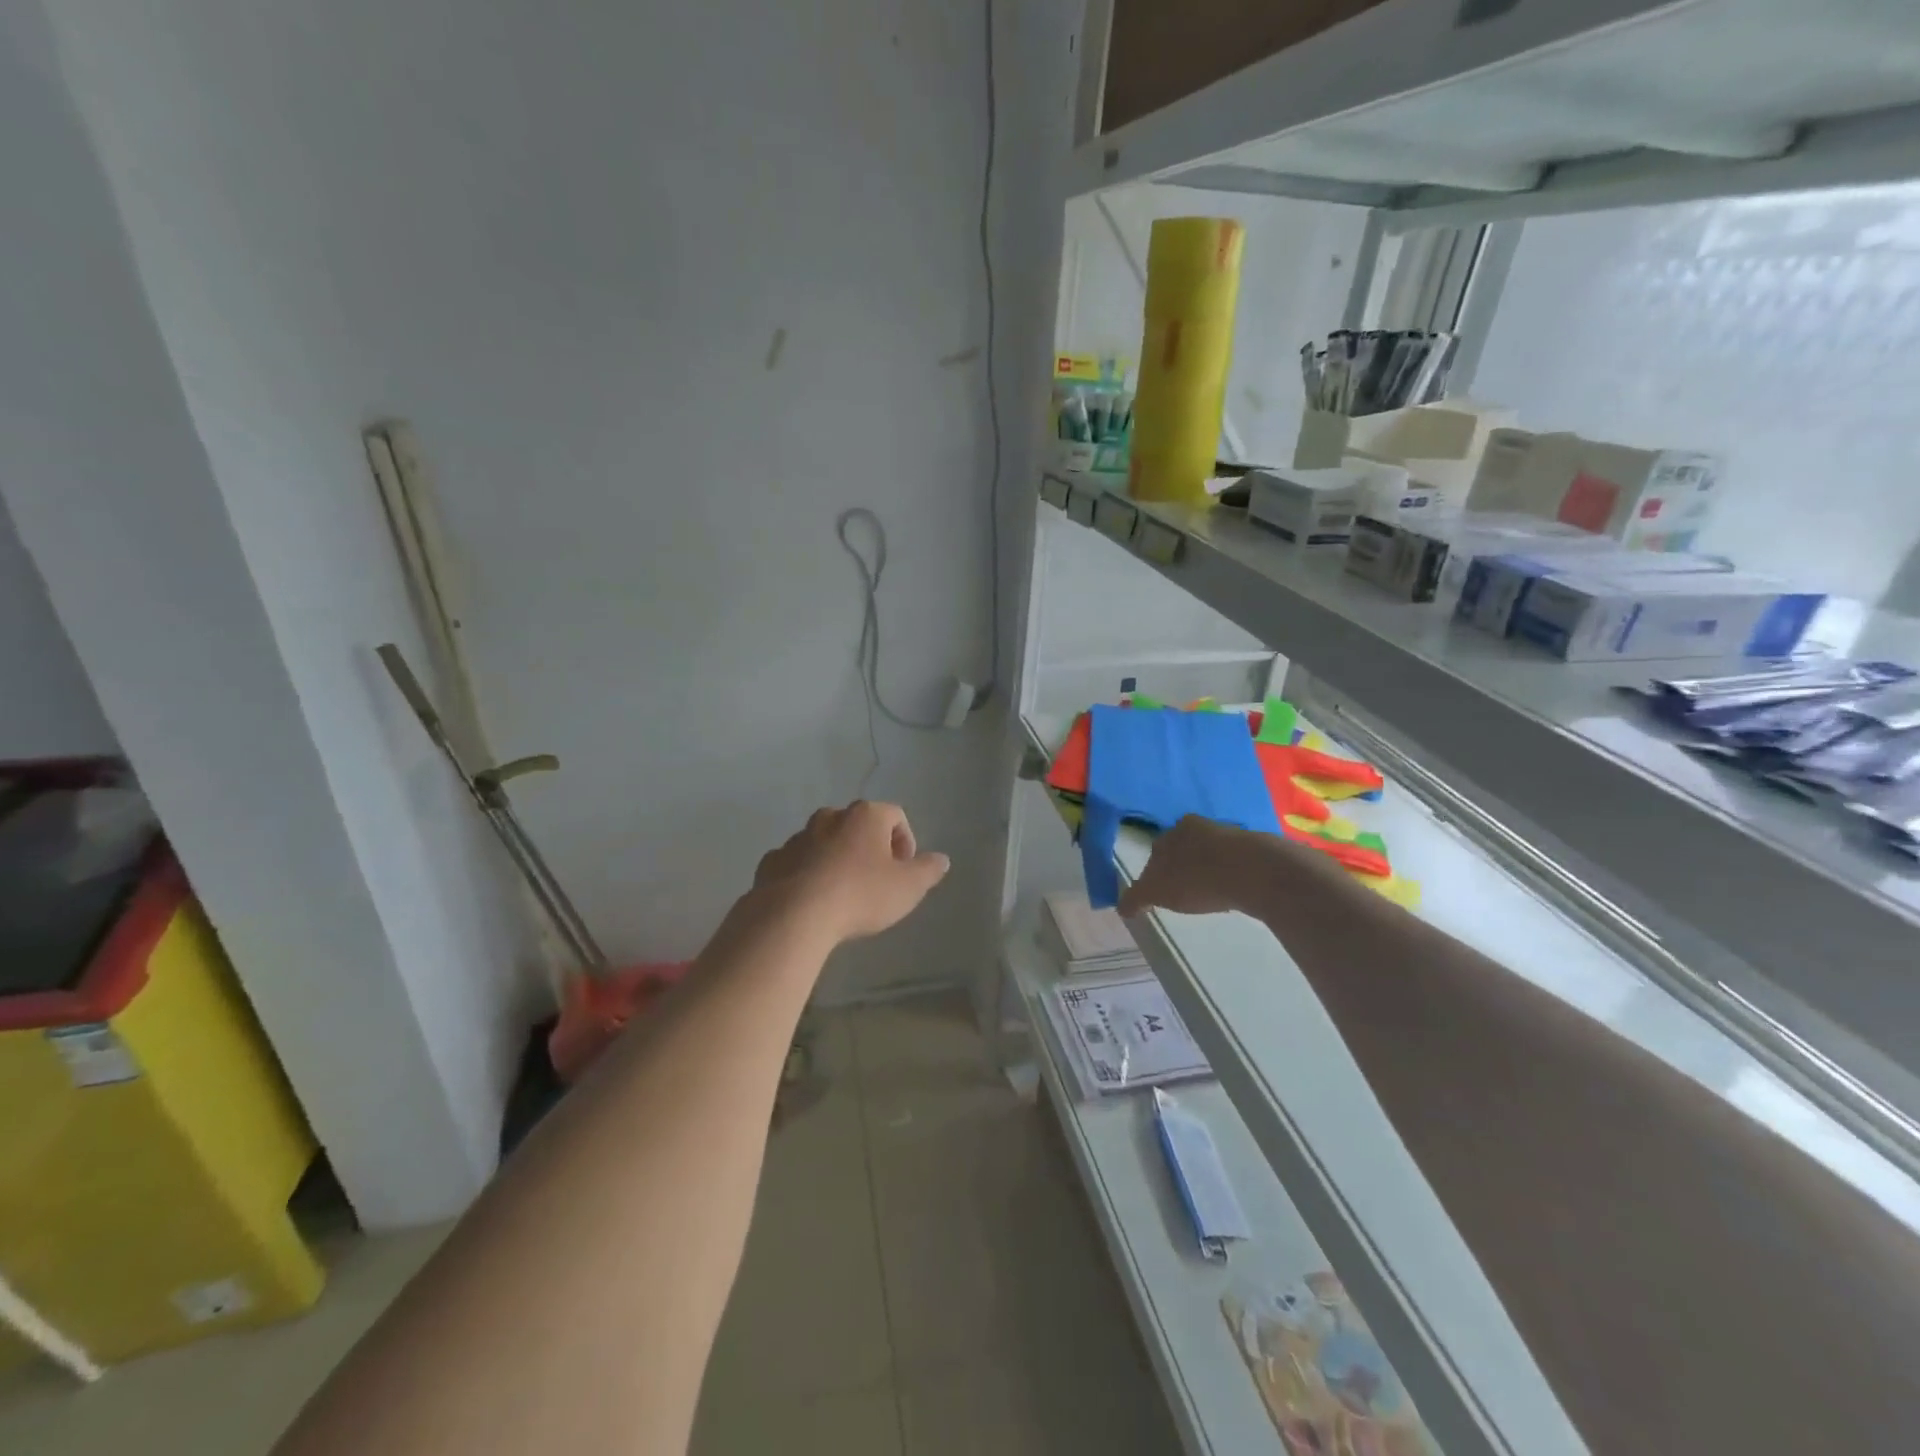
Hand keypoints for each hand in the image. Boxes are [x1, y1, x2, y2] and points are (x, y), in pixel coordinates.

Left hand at [753, 801, 949, 944]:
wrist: (794, 916)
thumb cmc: (861, 895)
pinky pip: (796, 863)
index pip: (895, 815)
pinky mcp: (772, 862)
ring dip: (836, 859)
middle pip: (857, 825)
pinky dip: (807, 874)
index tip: (904, 870)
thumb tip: (942, 859)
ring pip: (824, 842)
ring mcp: (797, 838)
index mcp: (865, 816)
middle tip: (876, 880)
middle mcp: (830, 817)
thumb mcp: (908, 887)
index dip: (905, 841)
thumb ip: (928, 870)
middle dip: (869, 847)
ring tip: (843, 893)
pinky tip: (813, 901)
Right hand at [1118, 815, 1260, 918]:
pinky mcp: (1253, 846)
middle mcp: (1196, 826)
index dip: (1155, 873)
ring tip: (1209, 894)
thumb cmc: (1195, 878)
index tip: (1159, 893)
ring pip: (1209, 852)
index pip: (1156, 852)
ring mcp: (1227, 833)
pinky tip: (1232, 890)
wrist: (1251, 870)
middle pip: (1183, 848)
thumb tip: (1121, 907)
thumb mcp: (1156, 892)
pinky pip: (1234, 861)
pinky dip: (1230, 873)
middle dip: (1181, 867)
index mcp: (1170, 831)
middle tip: (1184, 893)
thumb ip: (1136, 897)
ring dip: (1207, 869)